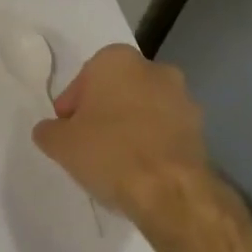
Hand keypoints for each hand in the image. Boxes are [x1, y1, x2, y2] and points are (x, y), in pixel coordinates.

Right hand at [33, 45, 249, 251]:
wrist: (171, 192)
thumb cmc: (109, 152)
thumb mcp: (59, 143)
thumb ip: (49, 130)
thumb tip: (51, 130)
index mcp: (118, 60)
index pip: (85, 77)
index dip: (72, 104)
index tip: (67, 129)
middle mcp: (155, 69)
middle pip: (117, 89)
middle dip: (103, 111)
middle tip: (88, 141)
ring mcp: (184, 99)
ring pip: (144, 109)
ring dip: (130, 127)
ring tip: (115, 160)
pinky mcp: (202, 130)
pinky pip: (165, 131)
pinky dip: (152, 143)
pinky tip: (139, 169)